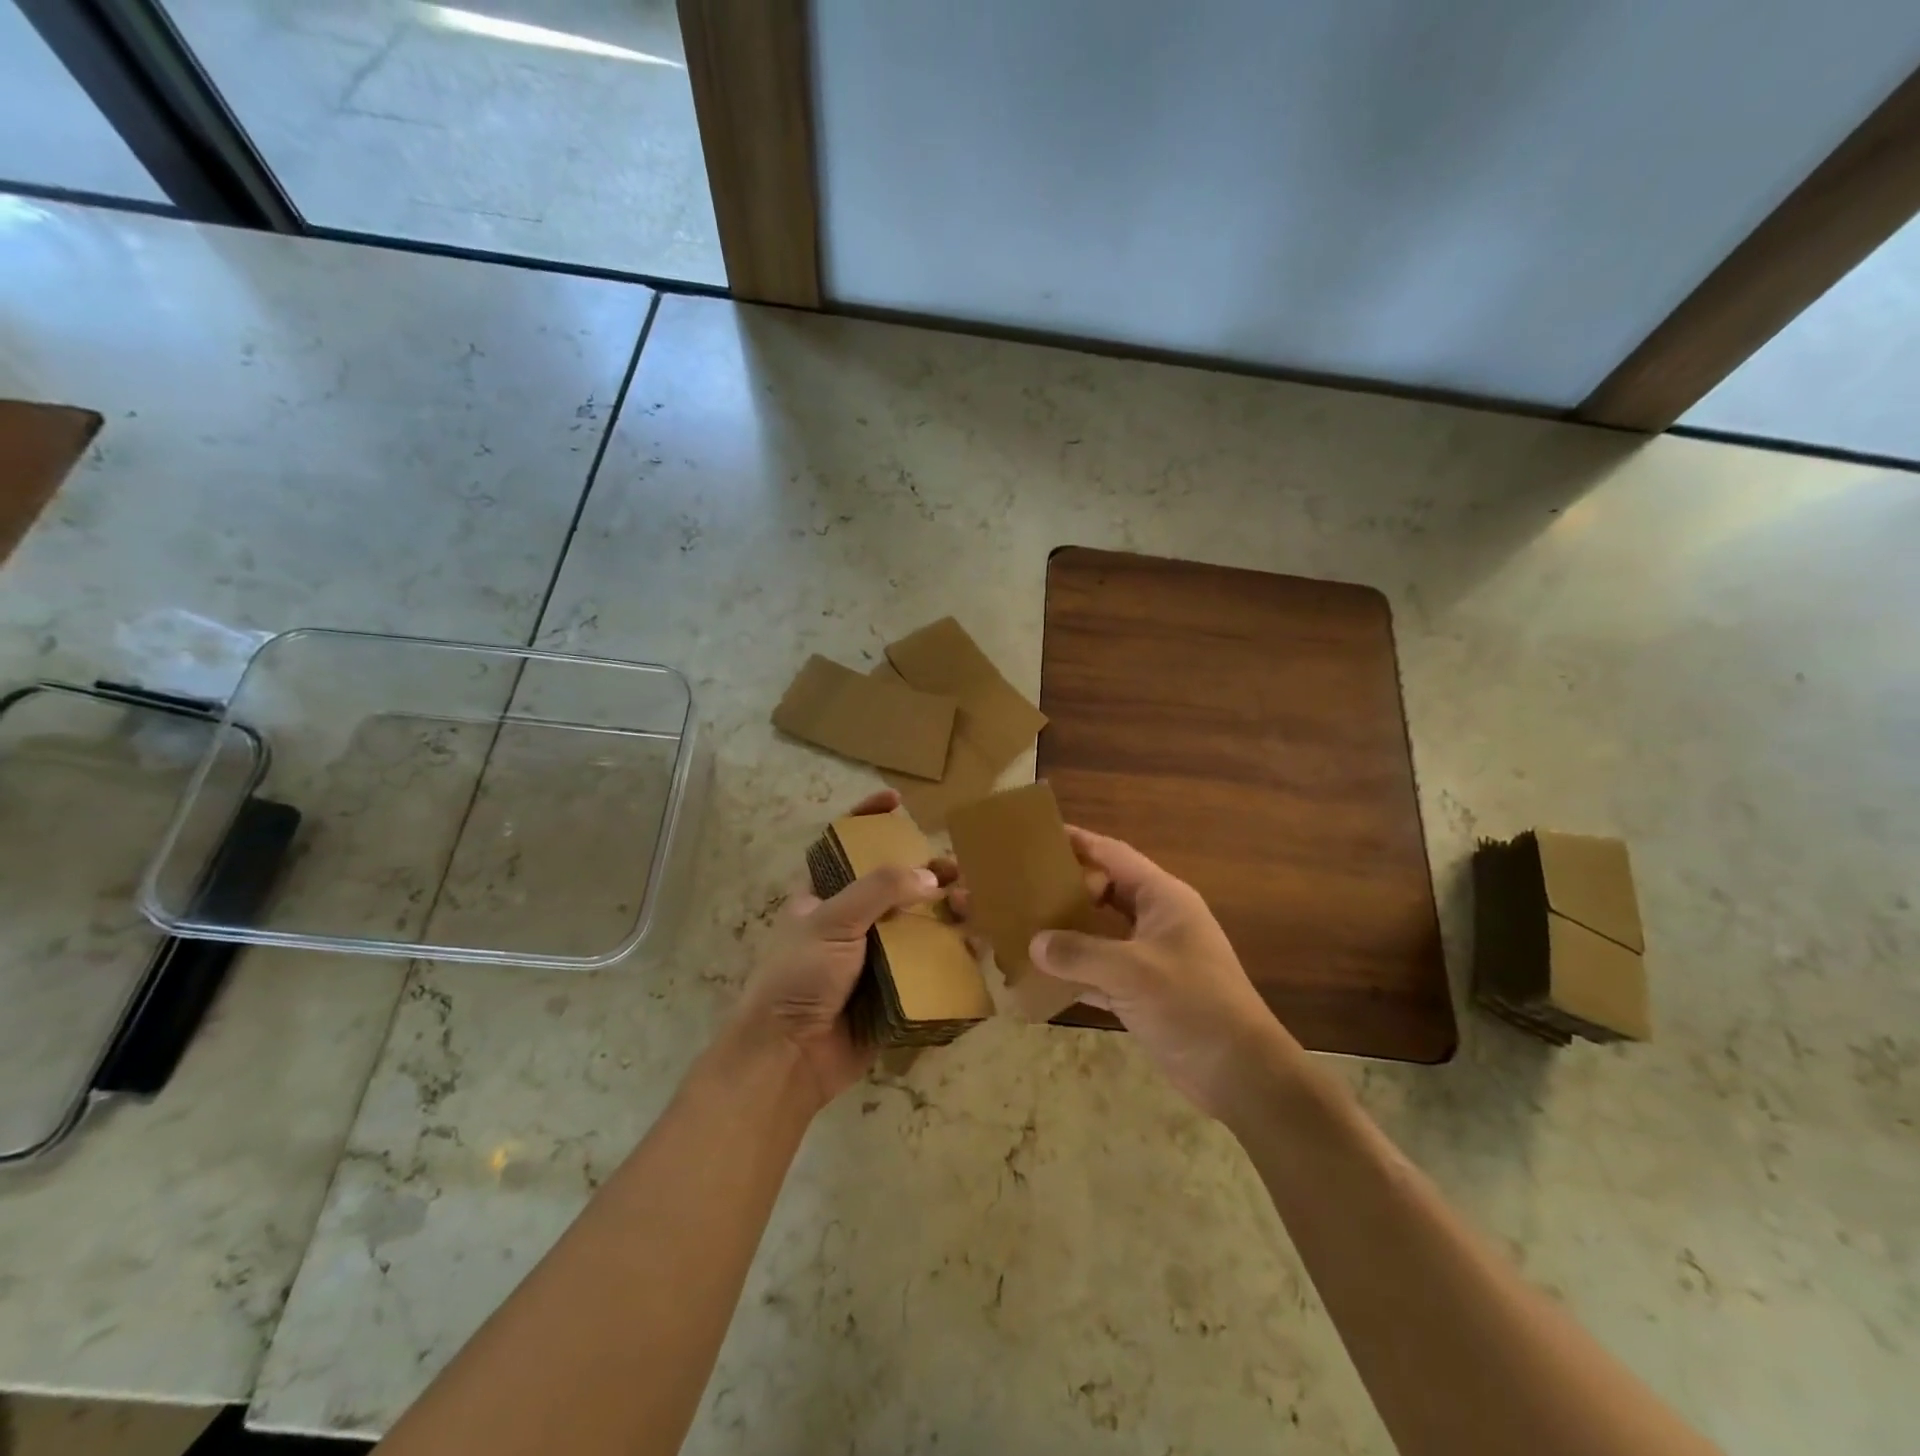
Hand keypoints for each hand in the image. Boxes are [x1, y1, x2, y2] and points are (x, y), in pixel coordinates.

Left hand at [729, 789, 949, 1112]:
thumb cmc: (798, 977)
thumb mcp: (831, 921)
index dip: (869, 818)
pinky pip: (929, 965)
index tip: (897, 800)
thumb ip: (879, 890)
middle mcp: (851, 921)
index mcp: (824, 896)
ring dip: (947, 910)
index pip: (847, 845)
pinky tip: (975, 943)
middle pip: (895, 884)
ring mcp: (874, 956)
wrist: (789, 1058)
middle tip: (957, 870)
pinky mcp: (894, 990)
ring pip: (918, 923)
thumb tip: (931, 878)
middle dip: (927, 871)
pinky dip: (953, 952)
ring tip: (970, 905)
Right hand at [1030, 827, 1301, 1117]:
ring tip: (1023, 925)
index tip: (1038, 836)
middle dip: (1066, 888)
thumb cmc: (1192, 1005)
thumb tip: (1035, 942)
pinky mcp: (1145, 992)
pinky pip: (1101, 971)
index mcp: (1163, 898)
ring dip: (1067, 932)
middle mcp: (1157, 920)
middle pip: (1104, 892)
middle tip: (1021, 886)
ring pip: (1101, 933)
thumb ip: (1079, 953)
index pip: (1113, 856)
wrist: (1240, 1074)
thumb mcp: (1133, 972)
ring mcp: (1151, 958)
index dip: (1078, 842)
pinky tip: (1042, 977)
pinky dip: (1075, 972)